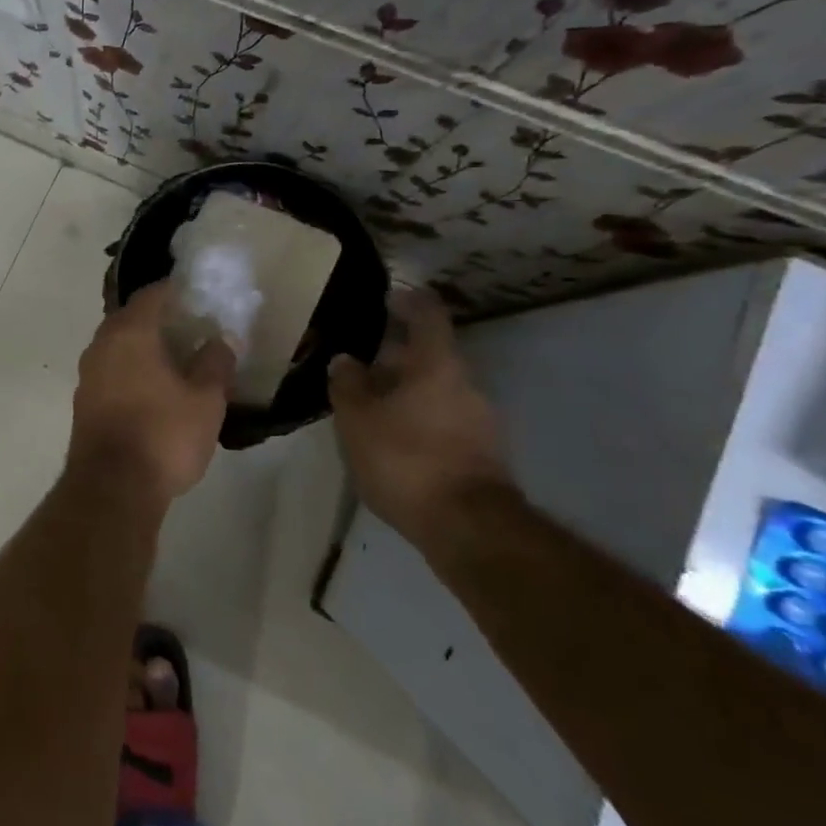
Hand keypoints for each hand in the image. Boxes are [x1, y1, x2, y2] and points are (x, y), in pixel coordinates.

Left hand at [69, 282, 234, 502]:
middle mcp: (101, 345)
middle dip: (160, 319)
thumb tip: (221, 340)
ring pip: (118, 346)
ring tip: (178, 359)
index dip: (176, 291)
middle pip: (131, 318)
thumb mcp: (205, 400)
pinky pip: (111, 370)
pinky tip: (155, 388)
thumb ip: (215, 363)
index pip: (151, 295)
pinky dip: (132, 369)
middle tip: (193, 327)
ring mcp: (88, 374)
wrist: (112, 488)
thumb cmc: (163, 435)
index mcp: (129, 333)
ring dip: (144, 346)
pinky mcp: (84, 401)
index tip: (199, 296)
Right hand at [328, 289, 512, 551]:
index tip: (385, 297)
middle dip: (395, 355)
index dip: (406, 300)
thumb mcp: (358, 420)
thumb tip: (345, 359)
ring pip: (435, 390)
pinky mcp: (480, 453)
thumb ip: (348, 384)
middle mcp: (464, 384)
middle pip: (430, 355)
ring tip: (369, 404)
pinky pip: (443, 419)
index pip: (427, 314)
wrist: (469, 528)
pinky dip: (417, 419)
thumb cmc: (406, 459)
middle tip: (359, 362)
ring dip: (405, 390)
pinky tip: (391, 439)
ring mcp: (478, 420)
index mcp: (436, 364)